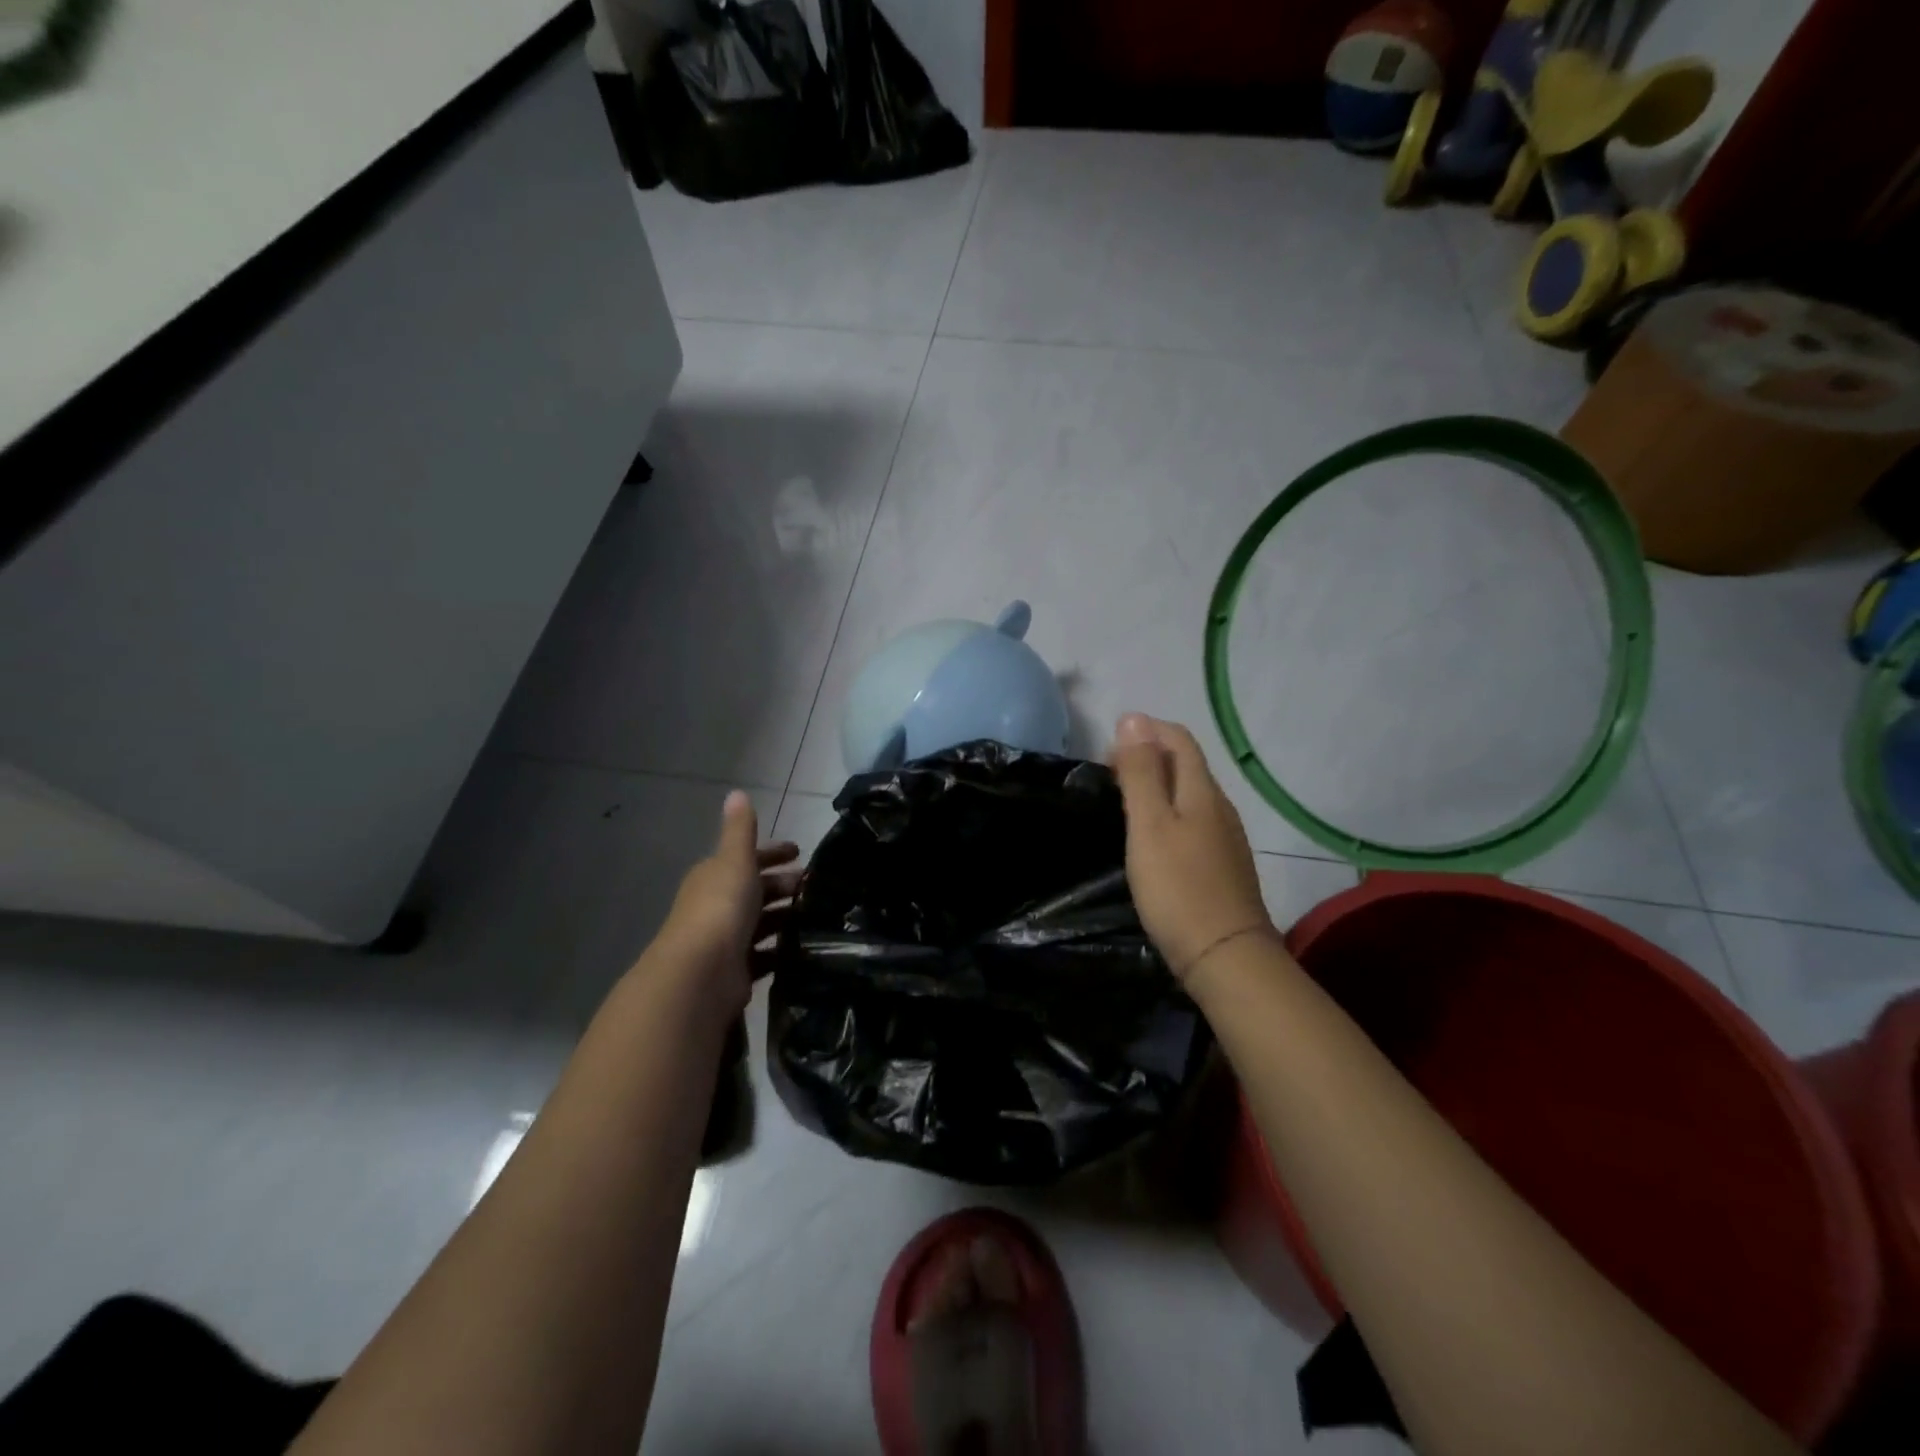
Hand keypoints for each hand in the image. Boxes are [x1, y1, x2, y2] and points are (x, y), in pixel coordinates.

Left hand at [652, 791, 800, 1016]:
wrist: (701, 972)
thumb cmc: (721, 907)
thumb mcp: (735, 860)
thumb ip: (740, 830)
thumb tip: (737, 792)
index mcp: (714, 876)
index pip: (747, 859)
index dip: (772, 853)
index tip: (800, 852)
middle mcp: (717, 906)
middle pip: (755, 891)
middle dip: (783, 885)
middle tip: (816, 886)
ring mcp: (726, 940)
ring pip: (762, 923)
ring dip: (785, 918)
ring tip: (818, 916)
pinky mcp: (737, 971)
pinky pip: (765, 955)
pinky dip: (782, 951)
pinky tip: (805, 948)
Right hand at [1108, 714, 1273, 983]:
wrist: (1226, 957)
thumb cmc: (1178, 887)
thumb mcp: (1149, 825)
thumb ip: (1141, 773)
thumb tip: (1133, 719)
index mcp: (1202, 792)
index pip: (1179, 740)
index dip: (1145, 731)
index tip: (1107, 747)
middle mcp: (1220, 808)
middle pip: (1186, 765)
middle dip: (1149, 756)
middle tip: (1108, 774)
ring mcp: (1226, 838)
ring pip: (1190, 795)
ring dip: (1158, 785)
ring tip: (1124, 802)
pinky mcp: (1223, 866)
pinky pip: (1194, 821)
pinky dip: (1169, 813)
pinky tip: (1152, 837)